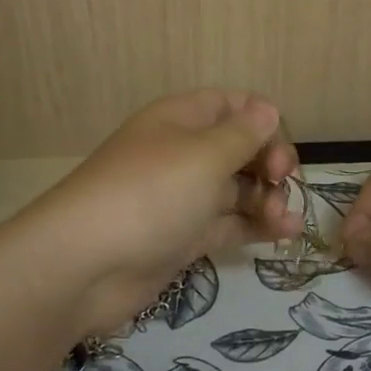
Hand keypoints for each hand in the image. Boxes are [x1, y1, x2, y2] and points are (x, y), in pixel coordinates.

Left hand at [14, 90, 301, 338]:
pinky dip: (255, 226)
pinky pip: (227, 223)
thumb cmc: (150, 194)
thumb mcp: (205, 155)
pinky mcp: (182, 237)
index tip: (280, 149)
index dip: (263, 120)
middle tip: (281, 183)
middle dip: (268, 162)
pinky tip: (285, 234)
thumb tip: (267, 109)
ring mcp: (182, 197)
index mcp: (181, 119)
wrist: (84, 265)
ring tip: (284, 219)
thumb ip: (243, 134)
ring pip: (236, 188)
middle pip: (239, 148)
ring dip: (267, 198)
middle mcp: (182, 153)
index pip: (232, 105)